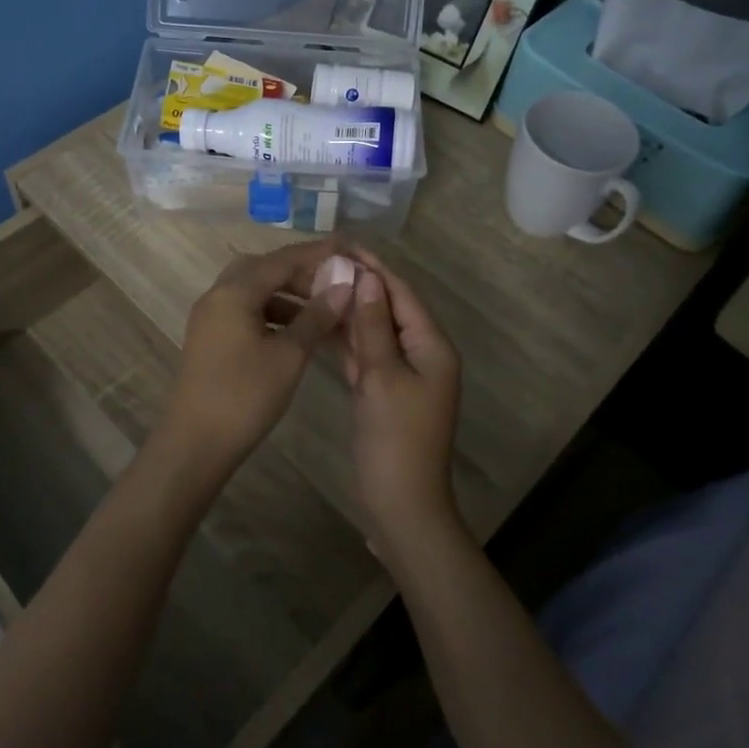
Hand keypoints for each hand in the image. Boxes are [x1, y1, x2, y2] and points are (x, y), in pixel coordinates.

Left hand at [154, 239, 353, 484]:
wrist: (195, 444)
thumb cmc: (245, 396)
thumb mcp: (289, 355)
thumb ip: (316, 316)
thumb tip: (343, 285)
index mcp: (234, 292)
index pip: (282, 259)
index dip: (317, 252)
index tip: (347, 246)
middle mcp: (217, 295)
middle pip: (264, 269)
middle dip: (300, 273)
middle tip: (333, 283)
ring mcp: (210, 317)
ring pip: (254, 291)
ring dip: (287, 295)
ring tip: (322, 310)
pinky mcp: (210, 338)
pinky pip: (245, 311)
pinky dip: (272, 314)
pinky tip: (296, 332)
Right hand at [341, 247, 463, 556]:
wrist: (400, 504)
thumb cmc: (395, 438)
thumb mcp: (382, 376)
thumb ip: (372, 325)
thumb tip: (367, 277)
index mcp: (432, 346)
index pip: (402, 293)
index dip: (374, 267)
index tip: (343, 242)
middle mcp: (421, 353)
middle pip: (389, 308)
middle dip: (360, 284)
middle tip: (323, 259)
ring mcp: (402, 374)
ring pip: (374, 331)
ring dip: (350, 309)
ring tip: (316, 282)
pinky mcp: (384, 391)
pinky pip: (366, 355)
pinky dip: (346, 339)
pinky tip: (321, 322)